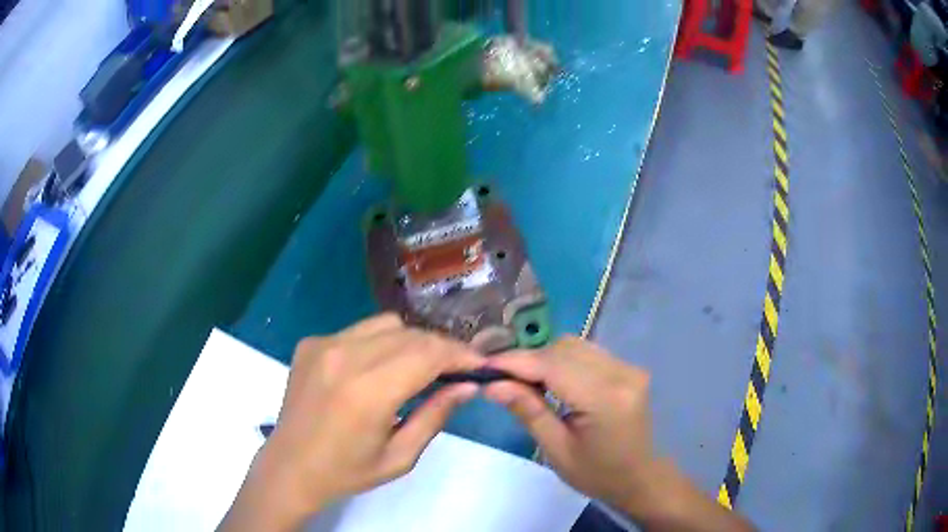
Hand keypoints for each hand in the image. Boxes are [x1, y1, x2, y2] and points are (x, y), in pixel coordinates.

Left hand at [220, 315, 484, 530]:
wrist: (290, 467)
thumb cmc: (347, 471)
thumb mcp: (400, 456)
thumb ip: (435, 416)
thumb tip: (468, 386)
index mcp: (368, 392)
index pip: (428, 354)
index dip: (460, 355)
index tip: (479, 364)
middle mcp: (344, 357)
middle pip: (411, 334)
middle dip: (441, 348)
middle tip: (456, 369)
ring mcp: (323, 344)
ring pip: (386, 324)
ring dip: (412, 342)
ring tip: (419, 367)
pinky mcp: (311, 342)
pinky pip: (359, 331)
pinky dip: (380, 343)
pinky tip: (377, 369)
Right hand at [483, 337, 658, 513]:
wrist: (639, 477)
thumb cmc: (597, 474)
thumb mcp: (557, 450)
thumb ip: (528, 411)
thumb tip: (493, 385)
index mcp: (606, 399)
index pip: (554, 366)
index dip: (516, 362)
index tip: (483, 366)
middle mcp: (622, 373)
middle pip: (564, 349)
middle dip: (527, 360)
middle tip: (500, 379)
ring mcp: (628, 367)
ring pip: (574, 346)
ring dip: (544, 358)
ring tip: (522, 381)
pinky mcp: (627, 368)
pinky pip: (587, 352)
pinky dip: (562, 361)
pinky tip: (550, 380)